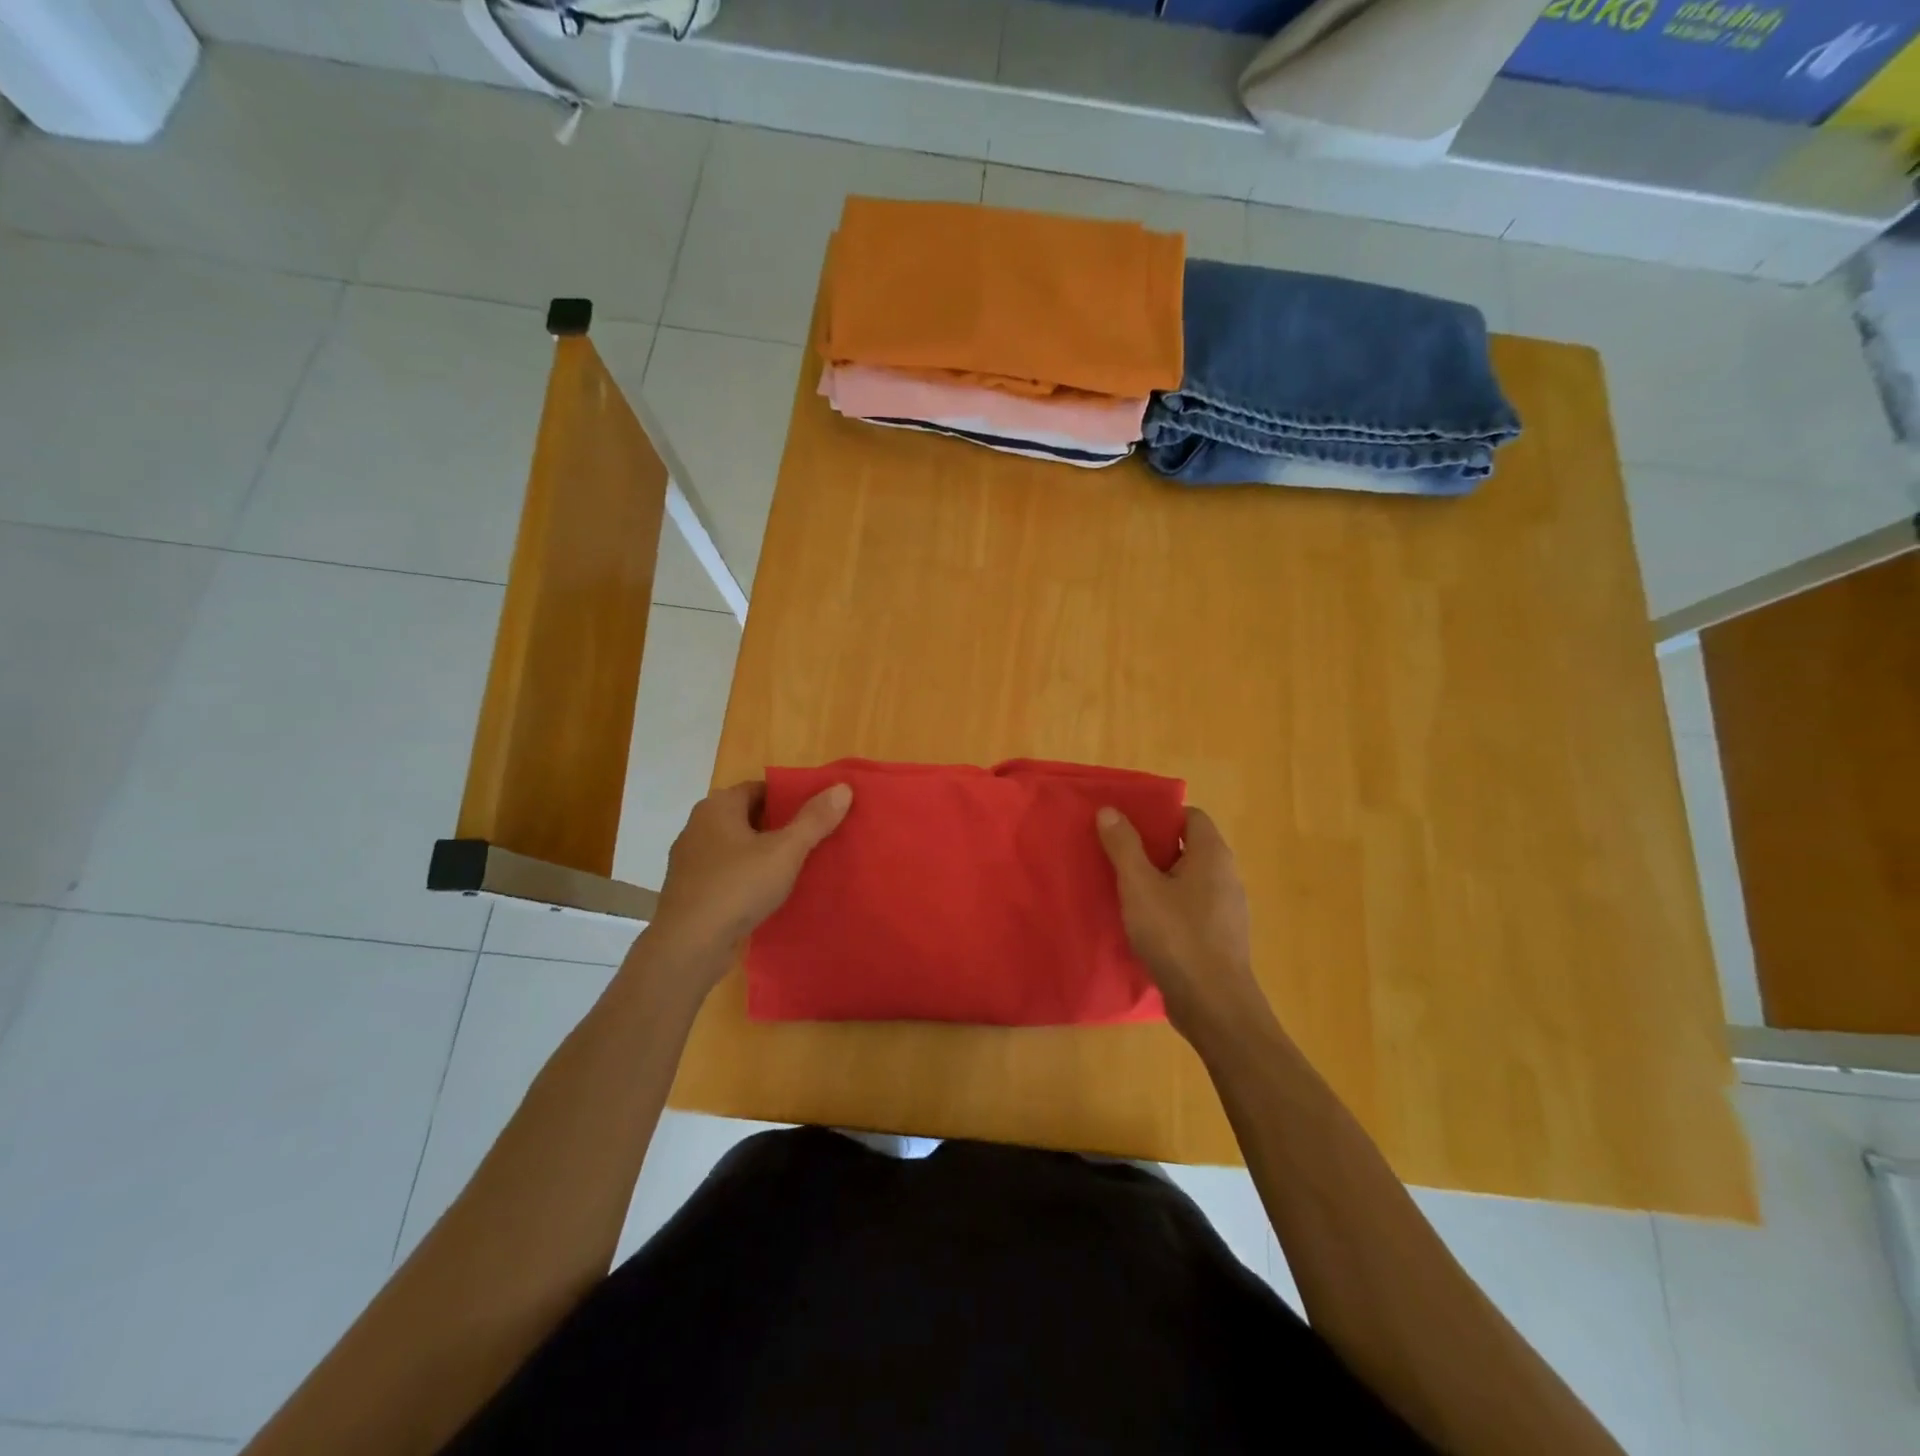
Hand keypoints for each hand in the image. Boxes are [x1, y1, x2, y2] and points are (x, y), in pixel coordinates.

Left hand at [644, 780, 852, 991]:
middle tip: (815, 838)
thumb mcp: (785, 851)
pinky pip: (728, 873)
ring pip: (738, 847)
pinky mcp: (691, 890)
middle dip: (780, 826)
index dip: (790, 797)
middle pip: (749, 816)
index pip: (760, 788)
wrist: (689, 946)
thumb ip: (814, 819)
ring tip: (798, 865)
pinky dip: (748, 876)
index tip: (818, 811)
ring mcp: (691, 860)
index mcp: (718, 807)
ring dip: (764, 853)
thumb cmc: (737, 886)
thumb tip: (843, 787)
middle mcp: (699, 826)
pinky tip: (770, 892)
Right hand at [1096, 805, 1264, 1041]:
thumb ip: (1124, 846)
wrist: (1213, 1005)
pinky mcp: (1219, 937)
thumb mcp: (1139, 887)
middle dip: (1152, 847)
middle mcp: (1226, 876)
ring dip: (1158, 879)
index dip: (1160, 815)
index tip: (1128, 823)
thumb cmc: (1176, 936)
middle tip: (1116, 852)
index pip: (1191, 816)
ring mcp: (1226, 909)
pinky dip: (1168, 906)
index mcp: (1212, 855)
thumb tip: (1110, 810)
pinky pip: (1190, 907)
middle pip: (1187, 847)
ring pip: (1187, 880)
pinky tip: (1143, 922)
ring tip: (1123, 886)